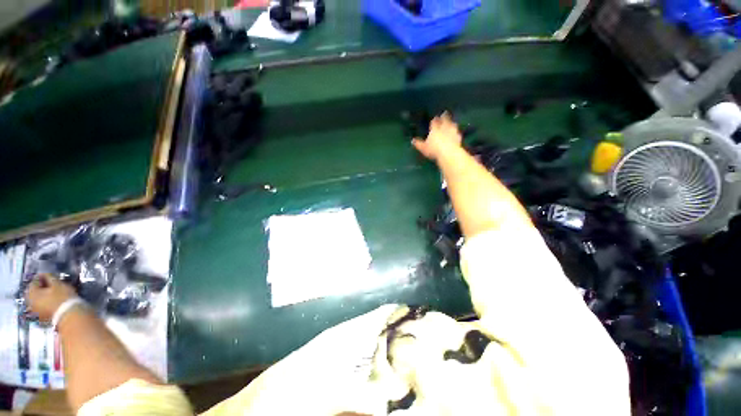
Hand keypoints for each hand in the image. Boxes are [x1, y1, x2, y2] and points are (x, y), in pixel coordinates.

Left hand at [26, 274, 76, 322]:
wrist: (69, 315)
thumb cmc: (62, 296)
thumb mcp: (57, 283)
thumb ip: (49, 277)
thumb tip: (45, 274)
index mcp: (30, 293)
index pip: (33, 281)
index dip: (42, 277)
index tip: (50, 276)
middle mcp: (29, 303)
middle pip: (35, 292)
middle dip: (42, 288)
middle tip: (52, 285)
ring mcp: (35, 312)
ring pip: (39, 301)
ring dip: (45, 296)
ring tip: (54, 293)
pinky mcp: (42, 318)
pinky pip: (42, 308)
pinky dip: (47, 303)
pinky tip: (54, 302)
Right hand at [412, 112, 462, 161]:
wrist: (448, 152)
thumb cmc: (434, 149)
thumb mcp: (423, 148)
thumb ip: (418, 144)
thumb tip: (412, 140)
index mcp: (435, 129)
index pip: (434, 122)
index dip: (434, 120)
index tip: (435, 118)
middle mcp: (444, 128)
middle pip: (445, 120)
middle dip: (444, 117)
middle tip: (445, 113)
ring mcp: (452, 132)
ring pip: (452, 125)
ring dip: (452, 123)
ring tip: (452, 122)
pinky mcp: (458, 137)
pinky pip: (457, 133)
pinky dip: (457, 132)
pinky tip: (457, 133)